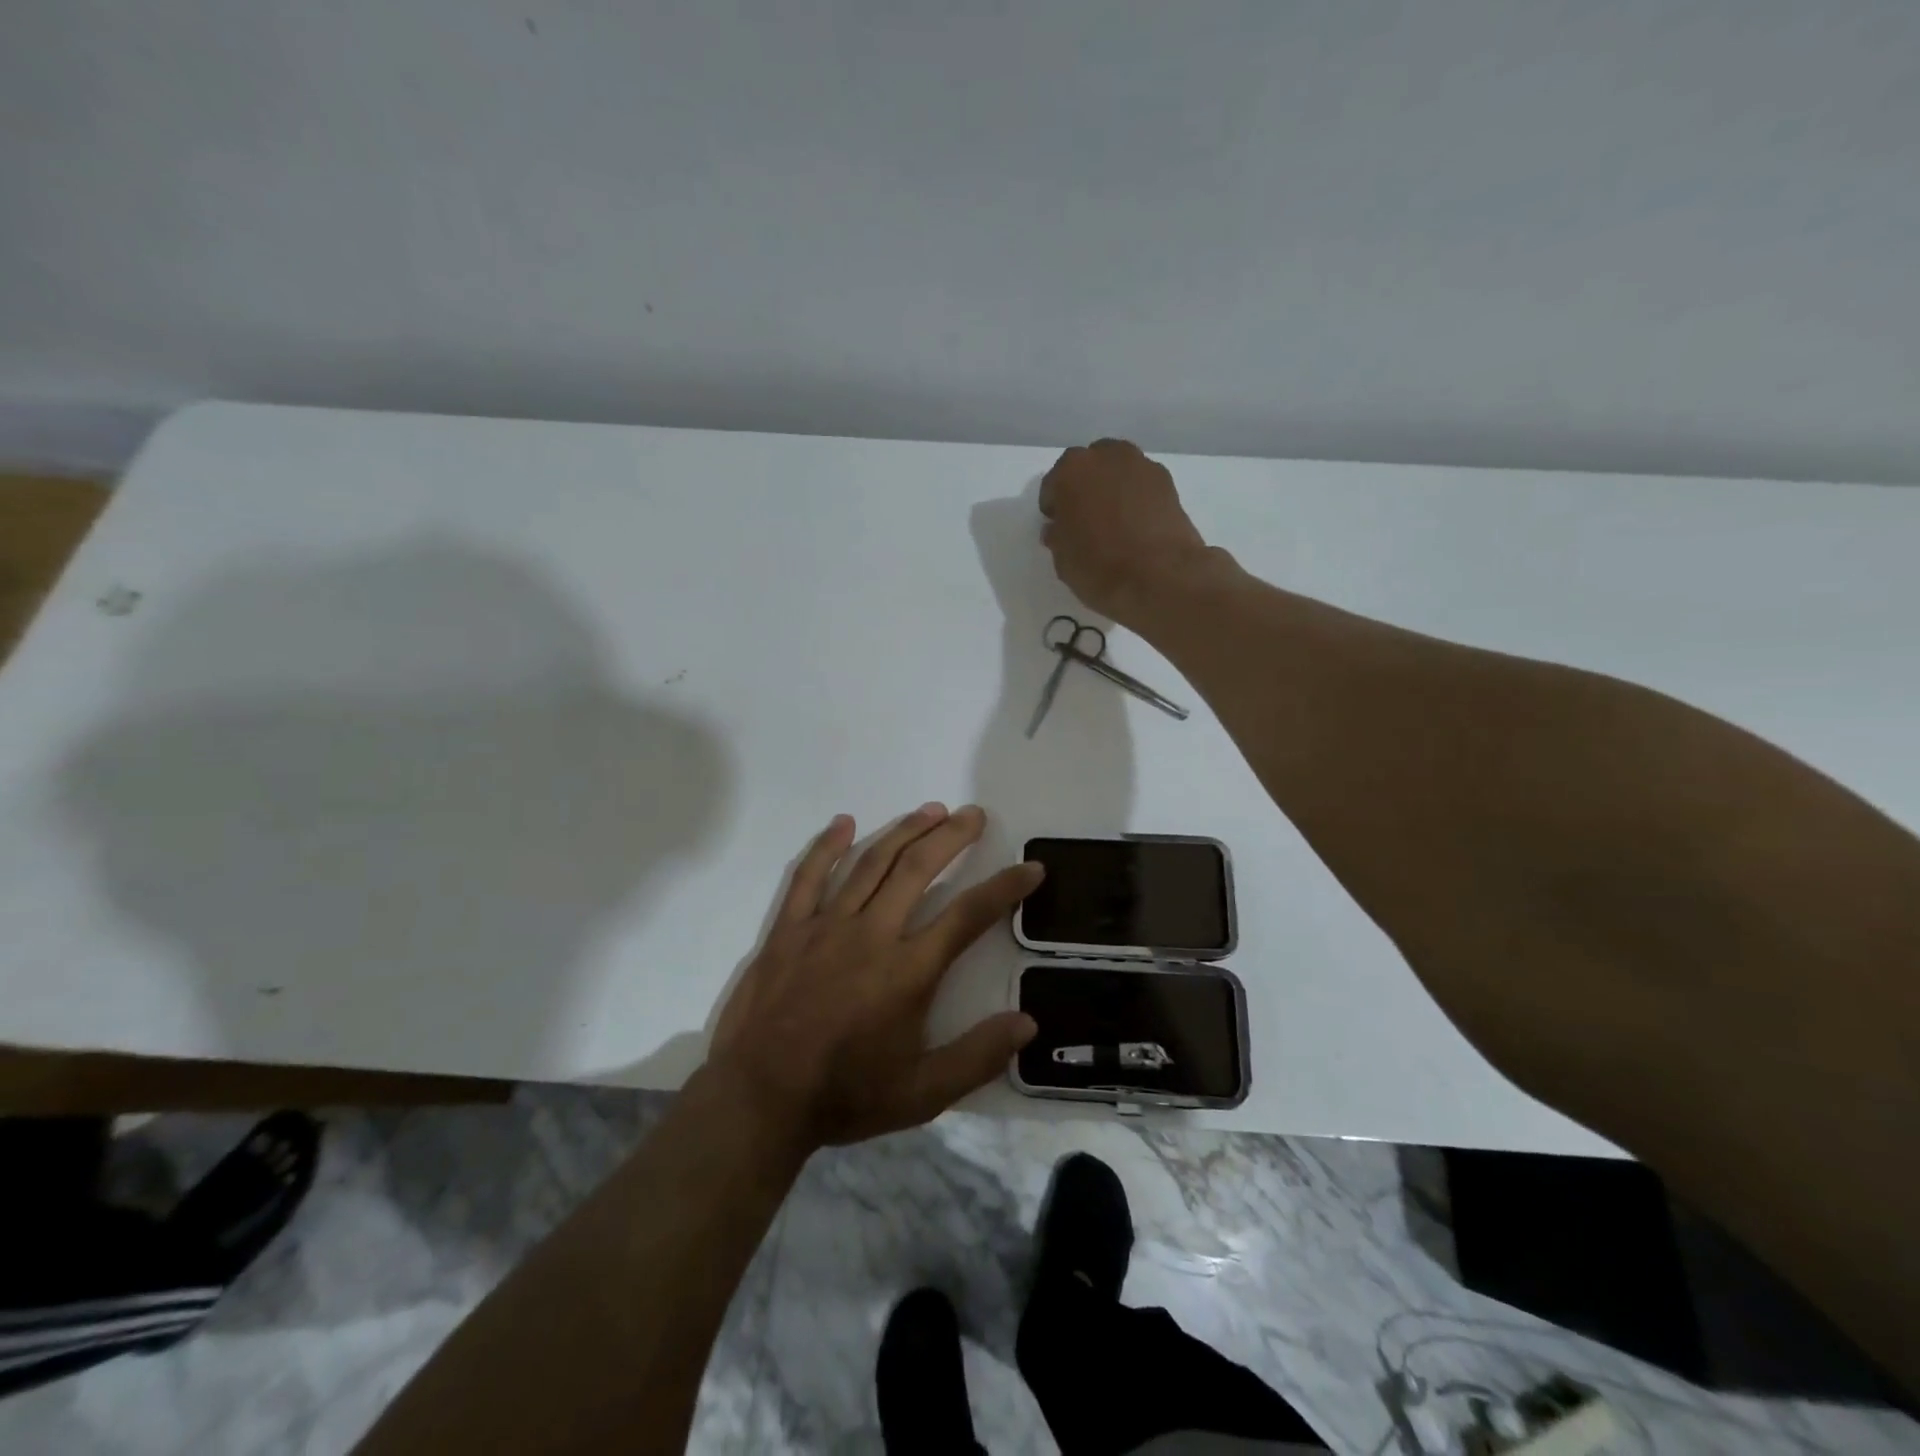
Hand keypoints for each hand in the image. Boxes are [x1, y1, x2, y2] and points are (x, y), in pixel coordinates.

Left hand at [707, 803, 1041, 1152]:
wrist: (758, 1099)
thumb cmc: (845, 1095)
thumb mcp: (922, 1093)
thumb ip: (977, 1056)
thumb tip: (1028, 1023)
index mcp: (908, 971)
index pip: (968, 915)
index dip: (1005, 887)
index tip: (1030, 867)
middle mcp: (871, 934)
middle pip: (918, 869)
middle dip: (951, 836)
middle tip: (974, 814)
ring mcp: (825, 925)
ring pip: (871, 863)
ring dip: (904, 831)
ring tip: (930, 809)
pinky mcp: (788, 929)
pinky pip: (807, 876)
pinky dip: (826, 846)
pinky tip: (843, 823)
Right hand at [1039, 438, 1218, 622]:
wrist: (1160, 577)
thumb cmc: (1099, 567)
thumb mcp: (1062, 560)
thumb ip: (1058, 536)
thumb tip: (1059, 529)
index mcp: (1071, 470)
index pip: (1053, 484)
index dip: (1054, 508)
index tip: (1058, 527)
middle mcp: (1106, 456)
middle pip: (1089, 467)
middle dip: (1085, 489)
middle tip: (1085, 520)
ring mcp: (1141, 466)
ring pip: (1118, 472)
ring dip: (1112, 490)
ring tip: (1113, 522)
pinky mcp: (1168, 483)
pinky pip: (1142, 486)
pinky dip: (1136, 499)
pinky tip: (1137, 526)